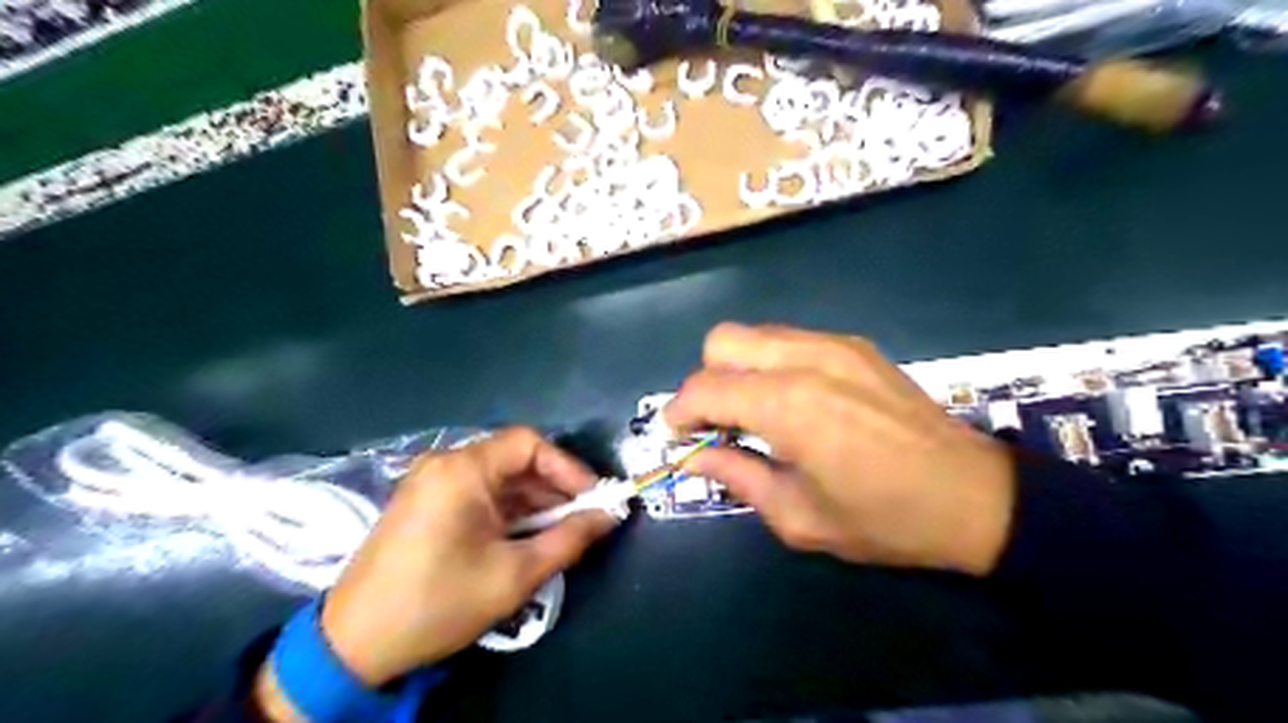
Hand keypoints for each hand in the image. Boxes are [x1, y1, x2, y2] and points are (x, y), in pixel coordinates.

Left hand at [257, 429, 618, 716]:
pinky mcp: (424, 502)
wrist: (353, 644)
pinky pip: (477, 492)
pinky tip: (524, 535)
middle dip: (554, 486)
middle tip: (583, 518)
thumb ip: (569, 538)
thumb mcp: (515, 574)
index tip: (593, 498)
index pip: (529, 443)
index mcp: (463, 470)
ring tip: (559, 531)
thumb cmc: (439, 602)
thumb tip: (609, 515)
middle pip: (514, 458)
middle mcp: (445, 463)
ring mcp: (430, 481)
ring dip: (532, 500)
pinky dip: (507, 508)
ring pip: (497, 476)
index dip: (568, 466)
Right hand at [665, 321, 1016, 575]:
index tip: (676, 436)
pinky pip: (789, 340)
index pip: (705, 388)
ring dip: (738, 368)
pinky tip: (792, 401)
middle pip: (722, 341)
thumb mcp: (799, 516)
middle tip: (717, 422)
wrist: (974, 496)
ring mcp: (834, 345)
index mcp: (789, 406)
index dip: (678, 411)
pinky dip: (771, 363)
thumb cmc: (884, 518)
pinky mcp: (855, 346)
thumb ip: (738, 477)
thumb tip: (696, 457)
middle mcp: (806, 360)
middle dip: (706, 380)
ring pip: (755, 334)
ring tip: (753, 412)